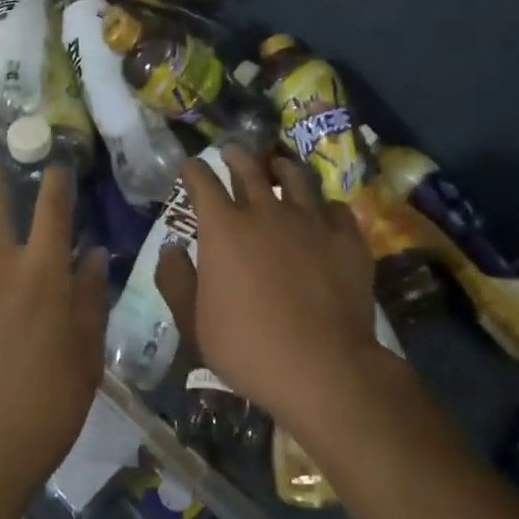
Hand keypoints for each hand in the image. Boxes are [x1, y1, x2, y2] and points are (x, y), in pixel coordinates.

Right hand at [156, 145, 383, 442]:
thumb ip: (176, 281)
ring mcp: (311, 222)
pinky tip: (325, 213)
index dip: (194, 170)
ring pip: (296, 178)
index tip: (191, 167)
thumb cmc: (246, 347)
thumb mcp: (193, 322)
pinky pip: (337, 209)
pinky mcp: (347, 240)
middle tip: (231, 151)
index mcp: (224, 228)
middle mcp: (266, 212)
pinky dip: (326, 207)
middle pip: (248, 169)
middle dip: (235, 156)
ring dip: (282, 168)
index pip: (203, 182)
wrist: (322, 367)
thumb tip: (170, 249)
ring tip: (278, 166)